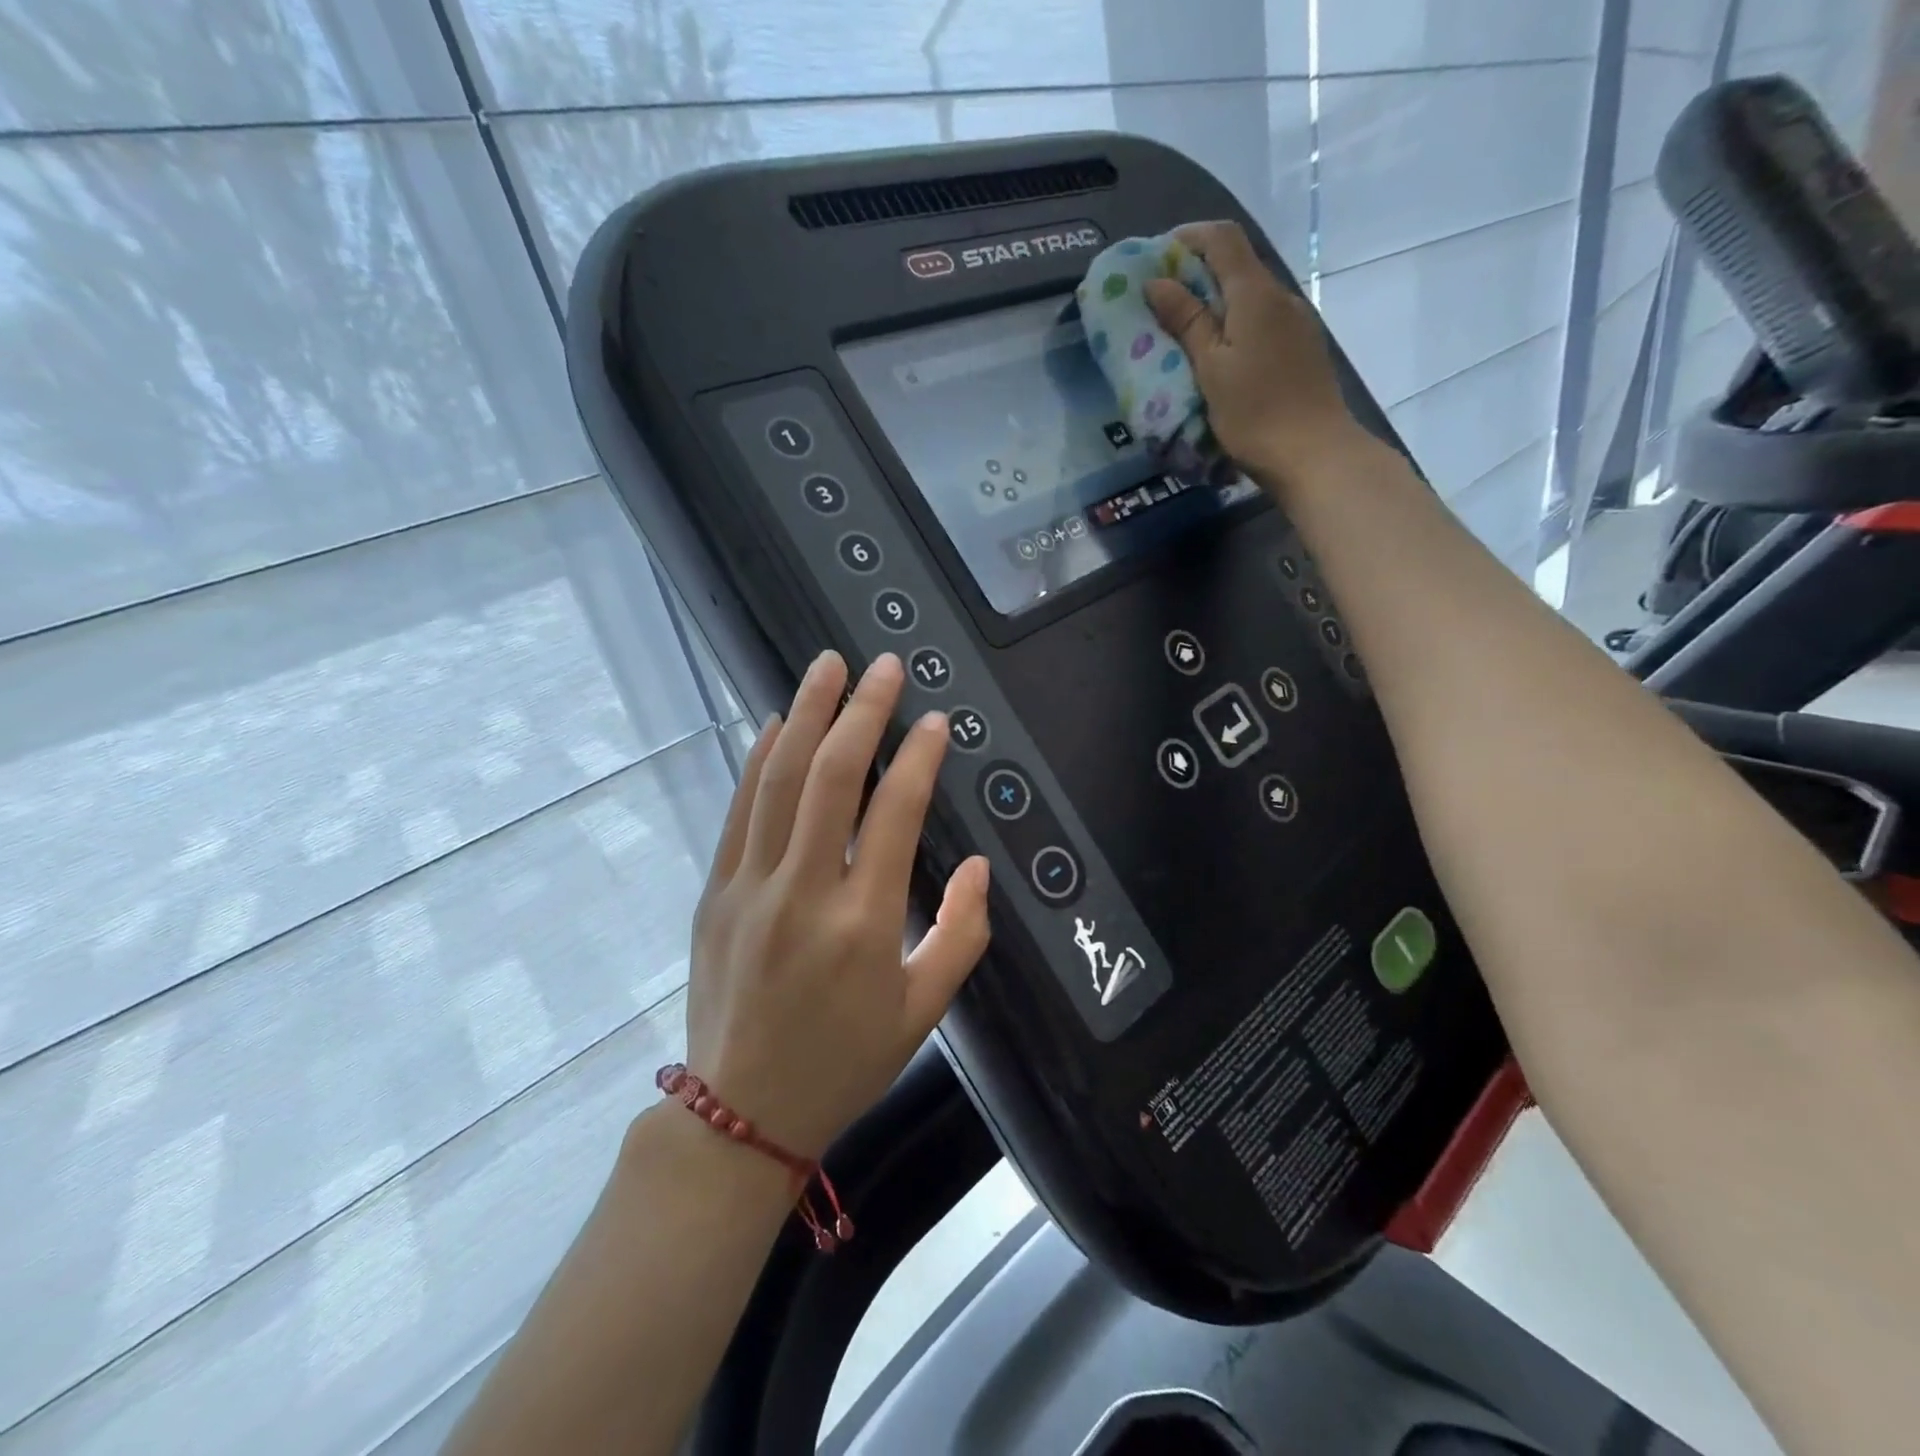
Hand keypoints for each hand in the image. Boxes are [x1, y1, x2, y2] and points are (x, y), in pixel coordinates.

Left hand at [685, 650, 990, 1159]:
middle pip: (831, 776)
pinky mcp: (716, 890)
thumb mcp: (924, 1011)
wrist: (741, 1112)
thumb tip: (977, 867)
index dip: (919, 757)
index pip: (896, 813)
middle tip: (883, 666)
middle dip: (861, 711)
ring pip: (778, 779)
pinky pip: (739, 809)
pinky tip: (776, 723)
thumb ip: (962, 934)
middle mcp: (804, 891)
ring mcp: (750, 886)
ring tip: (827, 667)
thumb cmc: (844, 1062)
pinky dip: (759, 758)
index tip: (936, 720)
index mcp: (864, 923)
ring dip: (805, 714)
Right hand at [1145, 221, 1371, 496]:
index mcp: (1255, 294)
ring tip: (1184, 332)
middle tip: (1161, 300)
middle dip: (1197, 272)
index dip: (1188, 238)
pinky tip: (1218, 355)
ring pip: (1250, 297)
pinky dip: (1234, 325)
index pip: (1222, 239)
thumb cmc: (1254, 412)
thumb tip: (1157, 282)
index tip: (1156, 257)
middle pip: (1237, 266)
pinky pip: (1262, 322)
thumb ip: (1186, 321)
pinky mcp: (1301, 349)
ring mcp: (1296, 323)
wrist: (1313, 453)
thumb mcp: (1210, 368)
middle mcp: (1280, 297)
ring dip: (1216, 303)